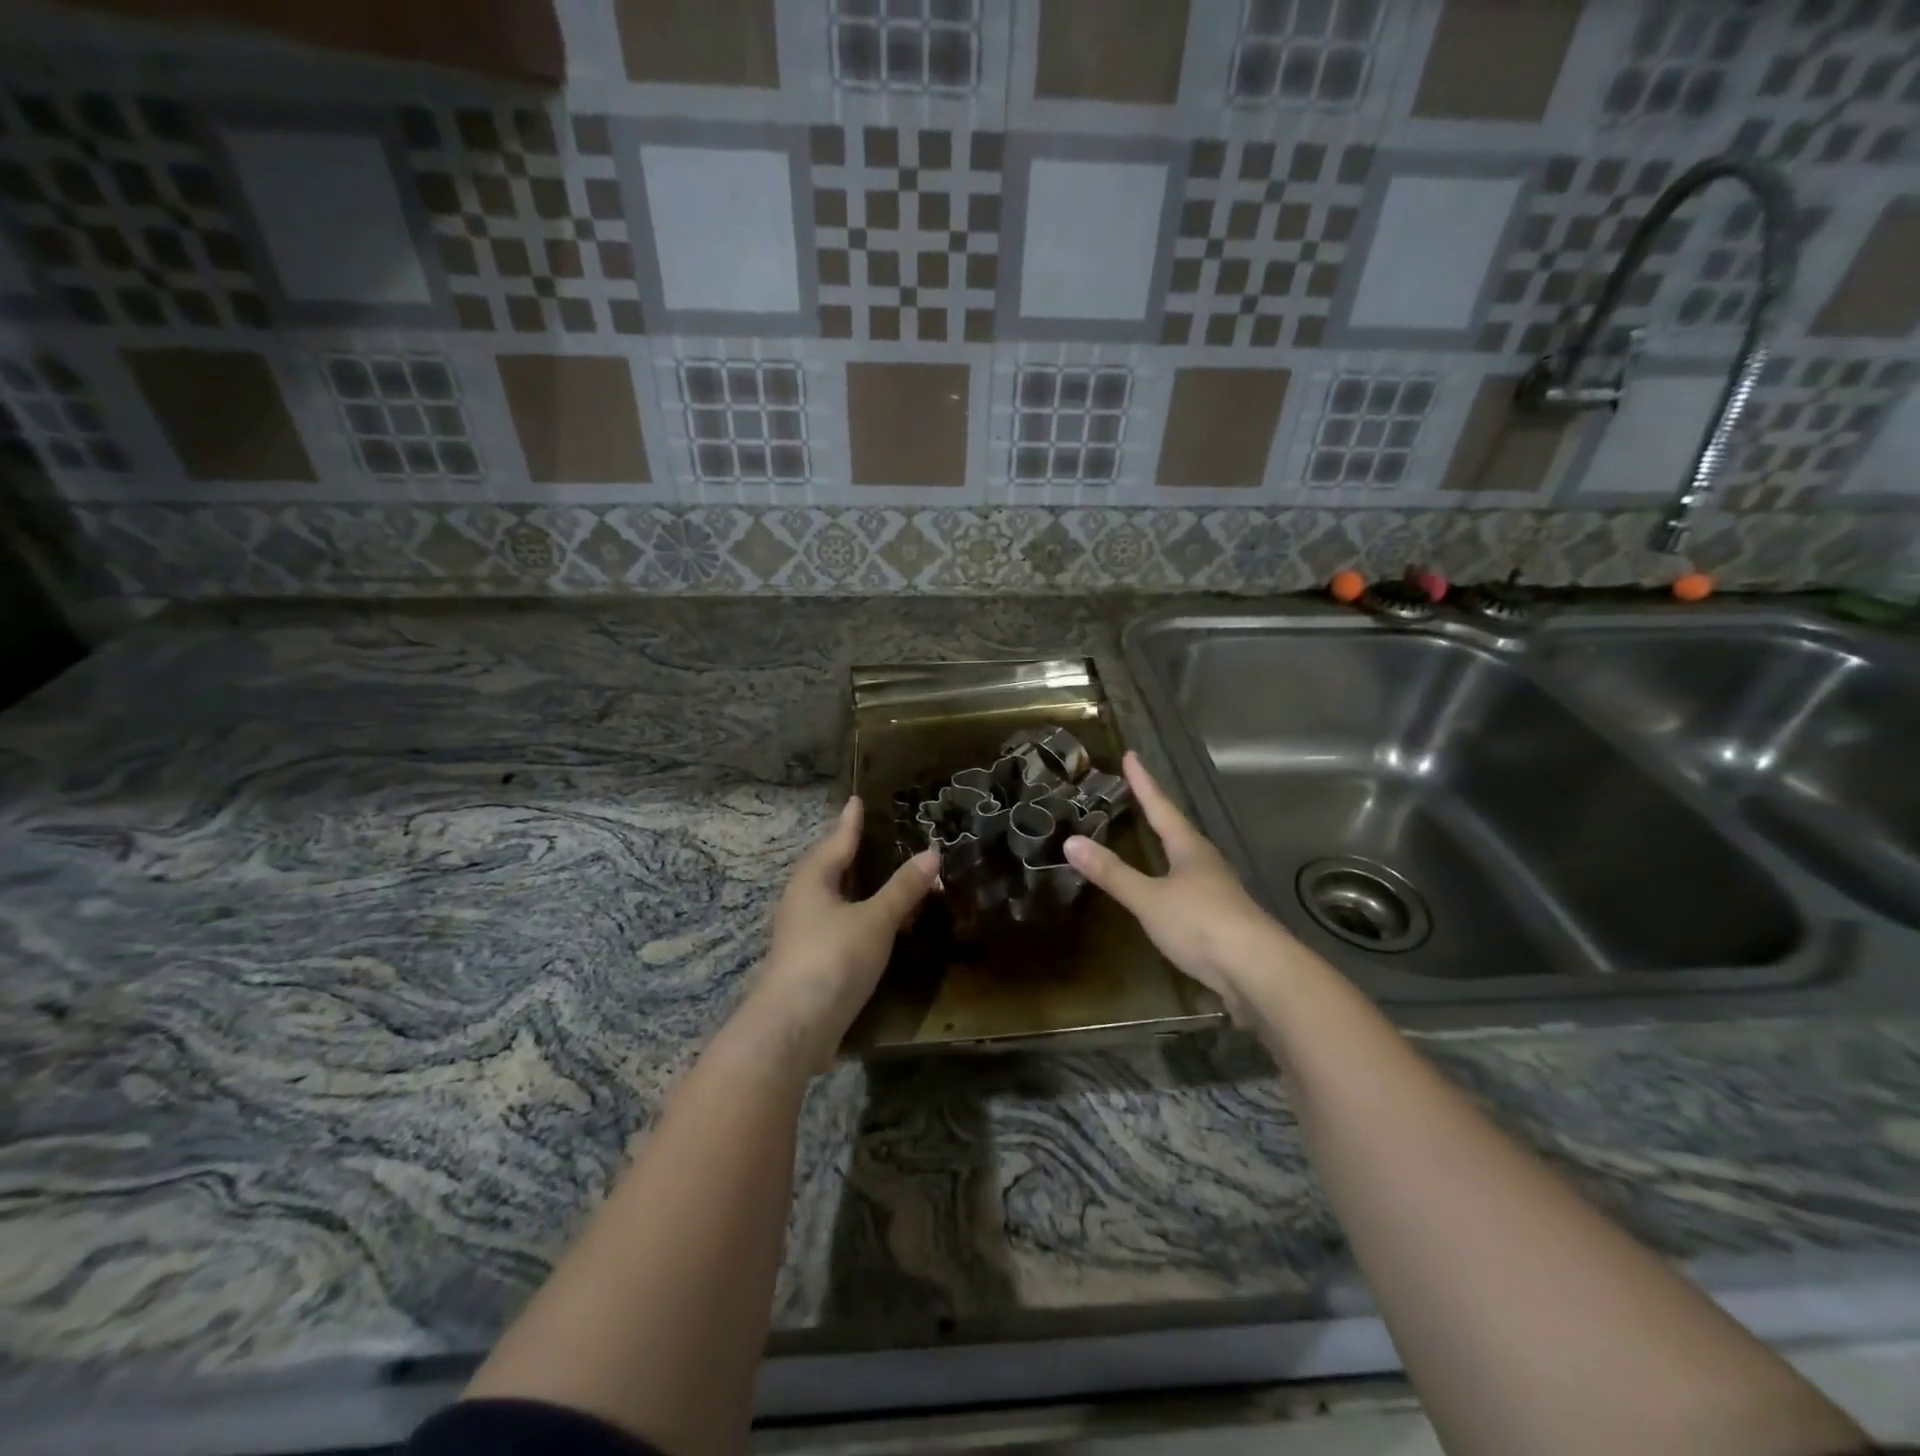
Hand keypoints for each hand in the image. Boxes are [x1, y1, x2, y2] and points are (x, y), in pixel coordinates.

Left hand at [751, 798, 936, 1067]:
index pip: (837, 841)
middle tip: (870, 835)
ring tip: (880, 877)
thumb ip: (904, 888)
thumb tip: (932, 852)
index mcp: (813, 880)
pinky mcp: (810, 961)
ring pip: (833, 898)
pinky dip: (859, 916)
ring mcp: (803, 933)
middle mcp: (802, 901)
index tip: (857, 800)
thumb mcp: (876, 919)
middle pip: (828, 867)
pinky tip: (876, 925)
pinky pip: (838, 924)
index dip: (851, 822)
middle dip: (848, 852)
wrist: (795, 1026)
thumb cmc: (834, 958)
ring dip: (856, 887)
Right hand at [1065, 752, 1290, 1018]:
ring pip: (1186, 859)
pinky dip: (1171, 881)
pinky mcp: (1222, 920)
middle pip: (1178, 829)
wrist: (1259, 972)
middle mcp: (1206, 863)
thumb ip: (1112, 873)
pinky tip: (1167, 892)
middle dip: (1157, 811)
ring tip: (1151, 837)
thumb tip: (1071, 841)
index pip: (1161, 807)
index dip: (1143, 782)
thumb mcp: (1149, 898)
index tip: (1131, 756)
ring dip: (1167, 846)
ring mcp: (1218, 892)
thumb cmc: (1201, 924)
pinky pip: (1189, 889)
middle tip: (1138, 793)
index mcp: (1189, 848)